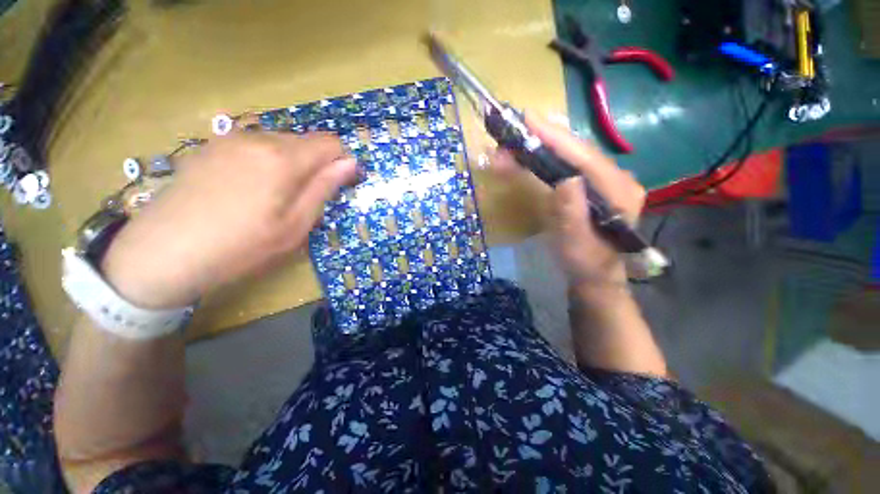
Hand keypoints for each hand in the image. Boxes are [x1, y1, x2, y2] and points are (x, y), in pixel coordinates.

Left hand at [101, 132, 357, 308]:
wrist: (161, 254)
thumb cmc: (240, 246)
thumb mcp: (295, 225)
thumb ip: (324, 188)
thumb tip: (350, 163)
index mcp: (283, 158)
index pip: (330, 144)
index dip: (341, 163)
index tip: (336, 187)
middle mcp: (258, 138)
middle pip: (306, 141)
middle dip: (315, 165)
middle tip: (304, 200)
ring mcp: (230, 139)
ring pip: (280, 143)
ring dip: (291, 165)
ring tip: (274, 198)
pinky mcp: (211, 147)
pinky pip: (255, 147)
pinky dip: (266, 163)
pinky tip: (248, 190)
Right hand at [490, 112, 644, 287]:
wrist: (594, 274)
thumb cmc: (584, 262)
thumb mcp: (576, 243)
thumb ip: (573, 213)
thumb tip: (565, 179)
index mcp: (618, 192)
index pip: (585, 157)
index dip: (557, 137)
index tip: (530, 120)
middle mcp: (617, 179)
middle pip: (578, 150)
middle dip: (545, 138)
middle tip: (514, 132)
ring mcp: (606, 180)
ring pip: (572, 155)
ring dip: (543, 146)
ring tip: (516, 143)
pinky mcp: (593, 185)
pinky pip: (569, 165)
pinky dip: (548, 157)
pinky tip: (532, 153)